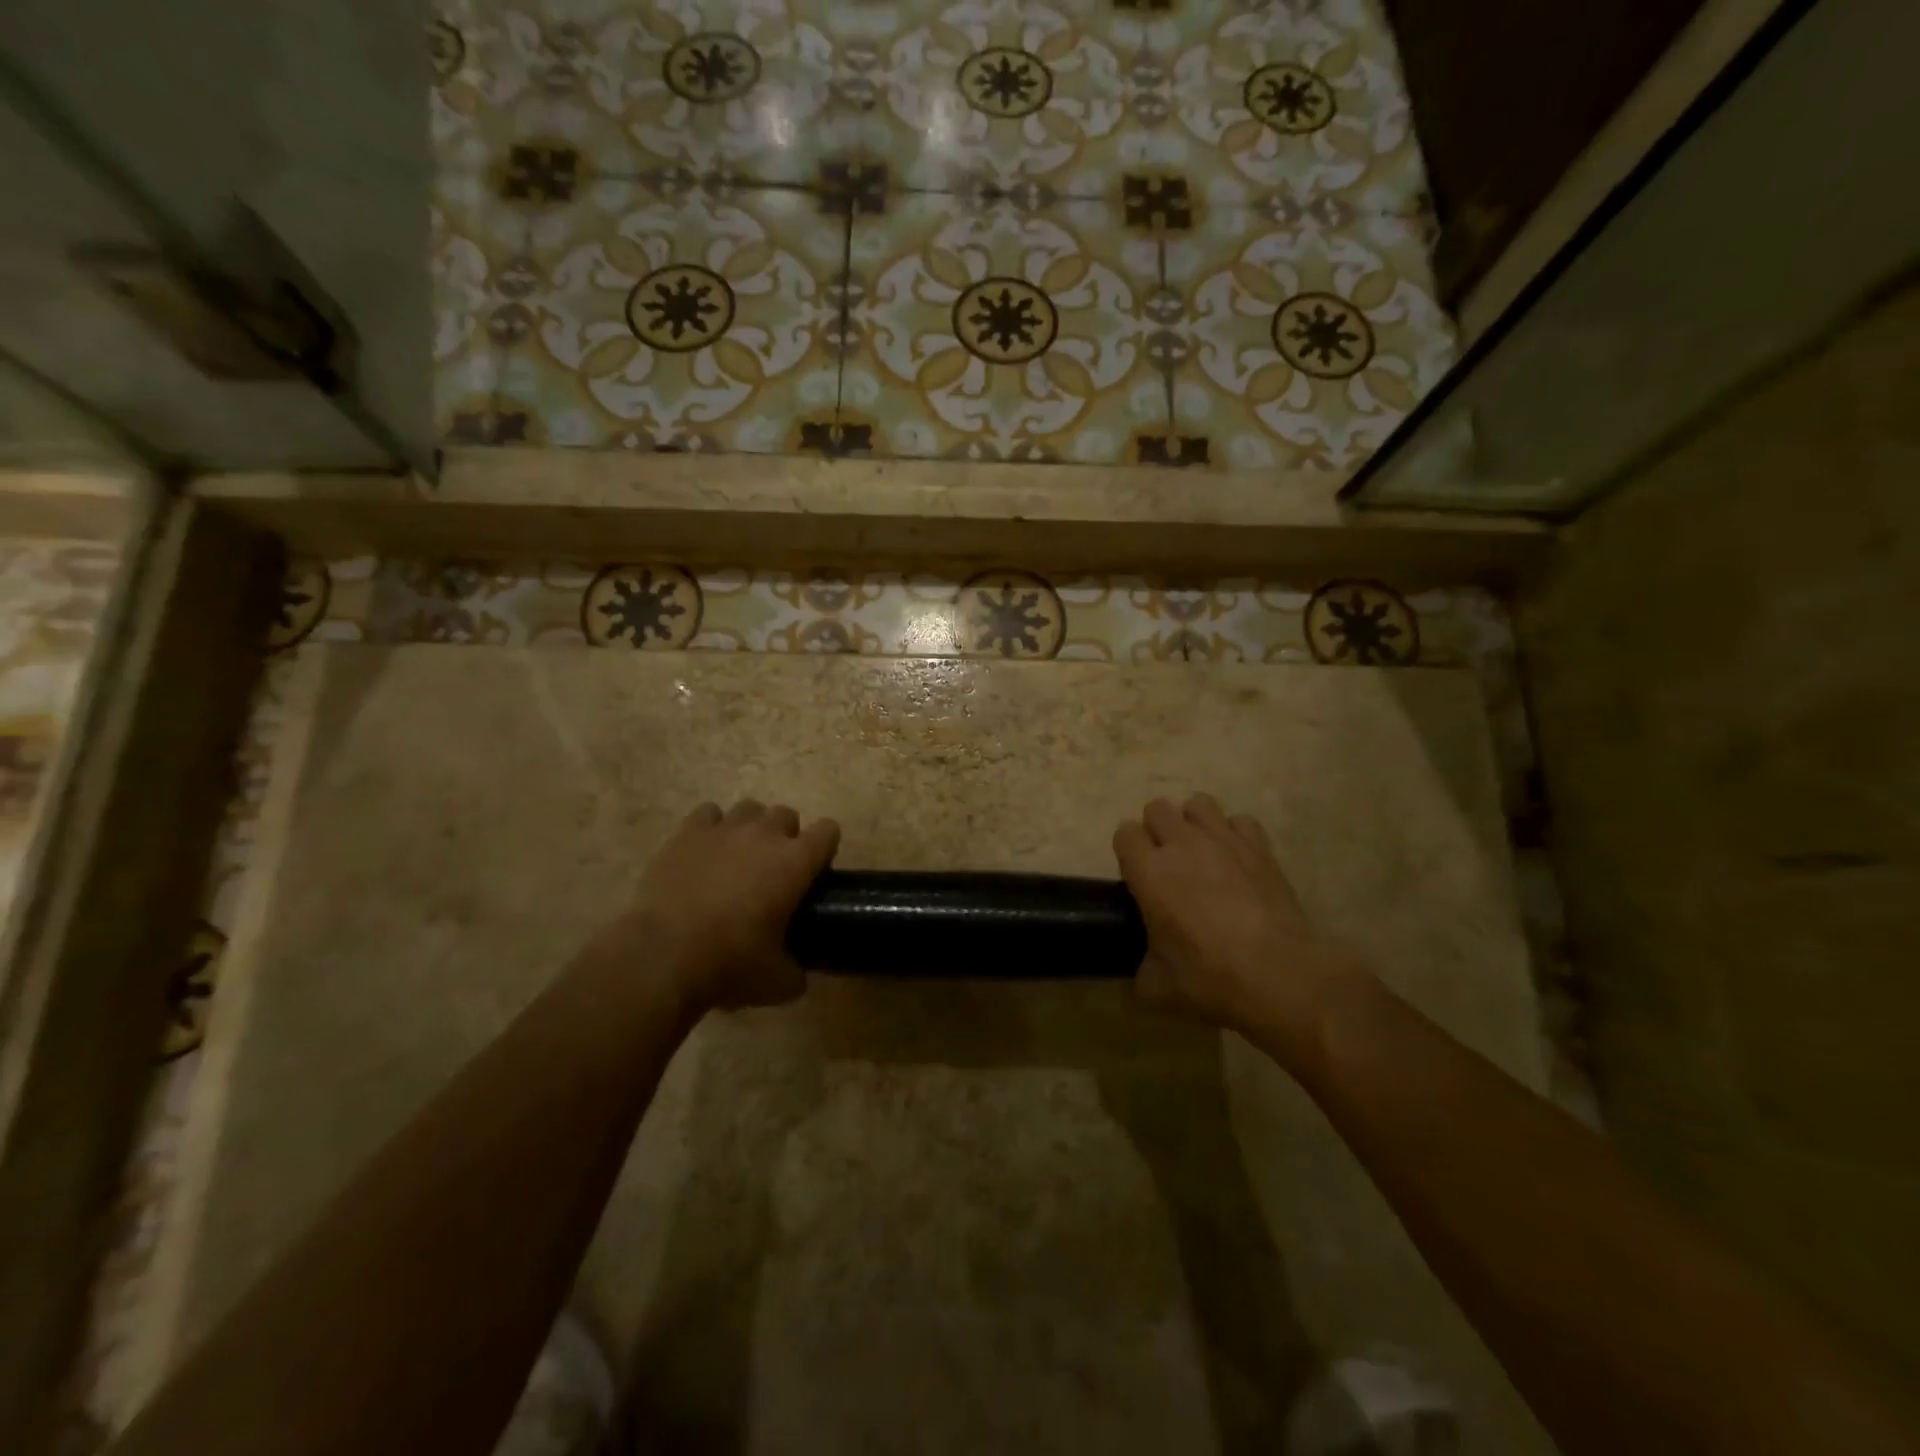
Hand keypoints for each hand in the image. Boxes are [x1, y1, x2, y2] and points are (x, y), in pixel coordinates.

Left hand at [606, 799, 839, 1014]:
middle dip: (786, 836)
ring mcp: (724, 829)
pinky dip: (711, 828)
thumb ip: (796, 972)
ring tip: (738, 857)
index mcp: (796, 862)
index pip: (828, 831)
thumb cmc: (730, 963)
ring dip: (751, 827)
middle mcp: (765, 834)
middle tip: (774, 870)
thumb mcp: (777, 982)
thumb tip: (797, 975)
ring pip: (749, 808)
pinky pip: (708, 813)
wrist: (663, 954)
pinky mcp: (687, 833)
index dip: (825, 848)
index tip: (816, 871)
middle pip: (786, 814)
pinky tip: (705, 851)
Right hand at [1113, 793, 1360, 1053]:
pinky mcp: (1260, 848)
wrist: (1281, 975)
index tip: (1136, 875)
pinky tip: (1237, 859)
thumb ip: (1141, 969)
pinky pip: (1240, 821)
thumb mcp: (1158, 987)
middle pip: (1158, 808)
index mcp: (1149, 872)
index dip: (1127, 850)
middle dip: (1157, 830)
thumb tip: (1143, 970)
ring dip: (1193, 823)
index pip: (1125, 833)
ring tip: (1200, 852)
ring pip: (1198, 803)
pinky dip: (1234, 834)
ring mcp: (1224, 841)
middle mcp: (1182, 845)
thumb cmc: (1211, 978)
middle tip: (1166, 864)